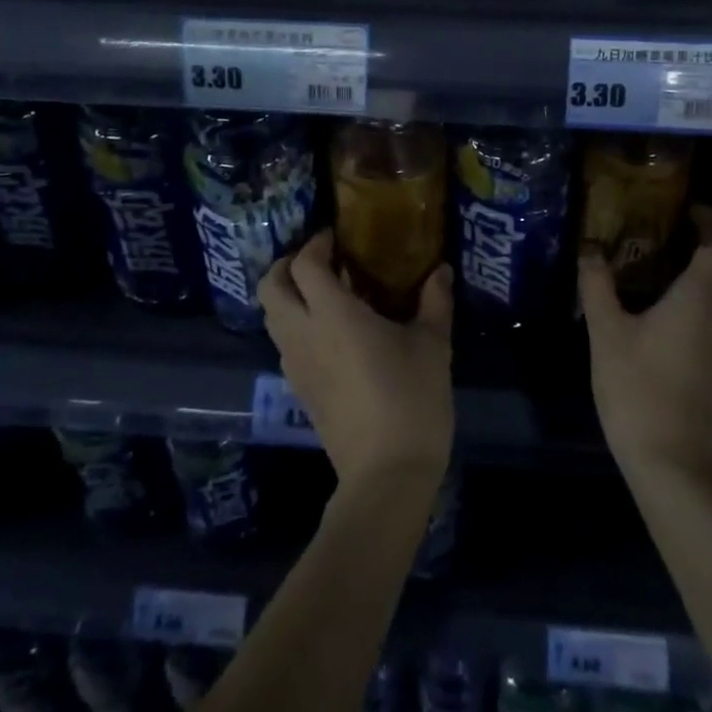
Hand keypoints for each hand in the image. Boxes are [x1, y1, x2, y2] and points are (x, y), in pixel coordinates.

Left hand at [259, 230, 454, 491]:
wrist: (387, 474)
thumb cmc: (412, 399)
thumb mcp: (433, 344)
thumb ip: (435, 300)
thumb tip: (441, 269)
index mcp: (333, 315)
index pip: (304, 265)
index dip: (315, 244)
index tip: (336, 238)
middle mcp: (304, 334)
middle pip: (270, 287)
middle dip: (286, 266)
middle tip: (319, 261)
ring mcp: (295, 365)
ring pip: (271, 317)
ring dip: (287, 295)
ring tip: (323, 293)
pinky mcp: (298, 390)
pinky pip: (283, 344)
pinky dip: (293, 325)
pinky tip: (328, 333)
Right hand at [579, 206, 711, 478]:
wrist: (668, 457)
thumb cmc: (638, 386)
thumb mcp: (606, 330)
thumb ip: (597, 283)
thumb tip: (589, 246)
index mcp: (700, 298)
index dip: (709, 221)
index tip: (684, 204)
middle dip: (711, 237)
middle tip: (673, 222)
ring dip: (707, 262)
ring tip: (664, 248)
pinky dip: (701, 286)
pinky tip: (664, 291)